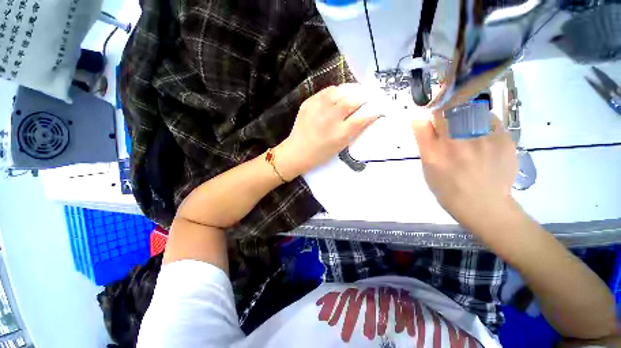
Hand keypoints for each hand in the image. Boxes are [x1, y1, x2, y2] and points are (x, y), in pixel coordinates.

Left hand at [276, 84, 379, 179]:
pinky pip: (326, 91)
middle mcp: (329, 119)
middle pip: (352, 100)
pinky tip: (338, 95)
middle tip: (369, 96)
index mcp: (339, 134)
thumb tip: (368, 115)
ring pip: (339, 91)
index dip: (374, 110)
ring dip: (351, 90)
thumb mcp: (340, 146)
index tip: (379, 107)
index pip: (362, 117)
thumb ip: (354, 130)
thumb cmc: (320, 154)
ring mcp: (317, 109)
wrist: (296, 152)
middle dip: (364, 96)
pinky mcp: (308, 103)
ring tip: (355, 92)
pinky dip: (336, 91)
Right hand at [412, 111, 517, 232]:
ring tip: (467, 131)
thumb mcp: (428, 170)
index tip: (427, 120)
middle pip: (445, 111)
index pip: (422, 122)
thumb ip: (425, 145)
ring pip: (468, 110)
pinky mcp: (503, 139)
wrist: (484, 205)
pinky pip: (489, 119)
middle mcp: (455, 143)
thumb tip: (422, 122)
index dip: (423, 117)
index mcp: (433, 153)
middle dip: (442, 114)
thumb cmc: (448, 189)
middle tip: (447, 124)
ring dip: (463, 116)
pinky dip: (483, 122)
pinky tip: (483, 137)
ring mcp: (481, 139)